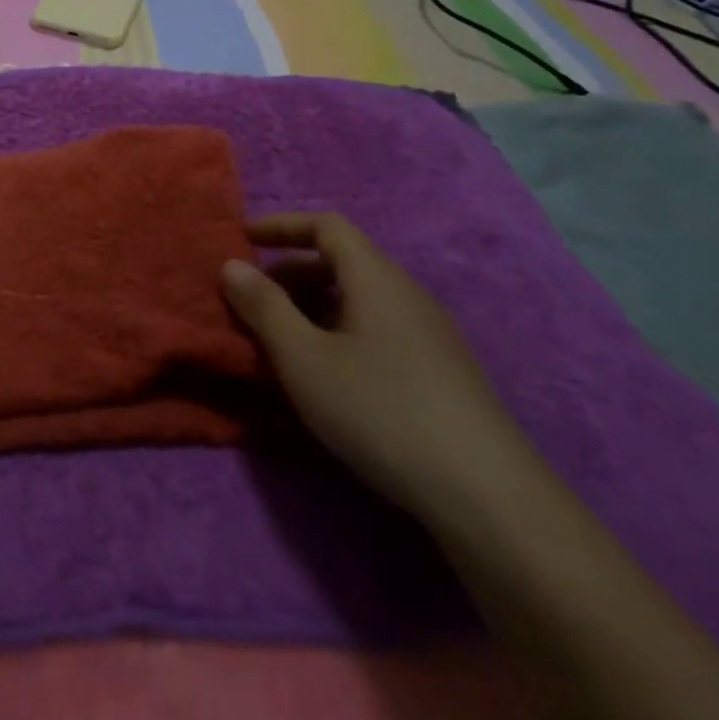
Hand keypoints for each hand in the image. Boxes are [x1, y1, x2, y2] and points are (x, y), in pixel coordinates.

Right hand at [222, 211, 530, 520]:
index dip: (282, 225)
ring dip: (314, 306)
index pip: (326, 225)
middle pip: (343, 261)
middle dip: (291, 272)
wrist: (486, 494)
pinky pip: (378, 328)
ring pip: (360, 299)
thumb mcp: (305, 358)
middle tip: (254, 301)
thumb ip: (264, 307)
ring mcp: (430, 333)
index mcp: (375, 277)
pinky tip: (329, 377)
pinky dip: (340, 332)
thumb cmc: (381, 409)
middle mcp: (406, 292)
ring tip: (283, 342)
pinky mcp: (441, 370)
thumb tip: (231, 264)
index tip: (243, 239)